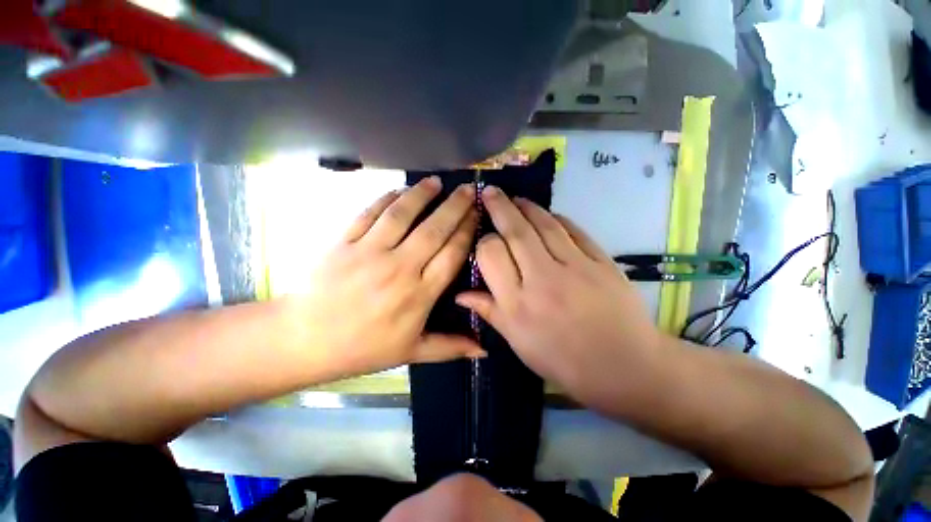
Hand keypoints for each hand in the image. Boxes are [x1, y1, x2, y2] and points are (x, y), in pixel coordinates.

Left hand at [293, 177, 485, 377]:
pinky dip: (386, 198)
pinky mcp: (344, 241)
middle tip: (469, 189)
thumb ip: (450, 347)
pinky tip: (399, 190)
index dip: (467, 231)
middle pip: (434, 229)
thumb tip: (484, 351)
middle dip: (455, 206)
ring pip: (402, 214)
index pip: (452, 254)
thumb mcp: (411, 352)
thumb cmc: (363, 348)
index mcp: (419, 294)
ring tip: (437, 181)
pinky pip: (369, 213)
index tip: (476, 216)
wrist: (304, 339)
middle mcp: (399, 268)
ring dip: (422, 194)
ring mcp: (369, 251)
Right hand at [455, 187, 662, 409]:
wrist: (624, 366)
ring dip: (527, 207)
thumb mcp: (518, 343)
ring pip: (545, 225)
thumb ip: (490, 312)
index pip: (491, 254)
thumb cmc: (564, 360)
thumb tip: (460, 295)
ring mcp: (575, 267)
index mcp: (518, 303)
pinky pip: (574, 231)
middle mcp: (542, 279)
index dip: (484, 240)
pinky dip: (559, 219)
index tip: (485, 239)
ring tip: (516, 198)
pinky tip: (549, 214)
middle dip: (500, 207)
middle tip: (490, 191)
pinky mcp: (601, 262)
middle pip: (516, 232)